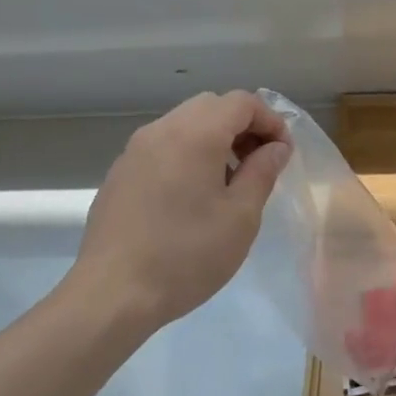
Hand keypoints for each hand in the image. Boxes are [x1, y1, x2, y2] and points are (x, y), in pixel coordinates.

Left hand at [68, 91, 290, 337]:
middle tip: (259, 163)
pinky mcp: (120, 174)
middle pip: (211, 106)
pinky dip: (188, 154)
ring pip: (184, 124)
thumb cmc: (186, 254)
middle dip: (242, 126)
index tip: (283, 153)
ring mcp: (134, 150)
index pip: (242, 102)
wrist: (113, 293)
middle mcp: (161, 130)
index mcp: (195, 134)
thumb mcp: (240, 217)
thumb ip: (262, 172)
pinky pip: (162, 146)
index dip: (270, 120)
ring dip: (214, 139)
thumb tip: (275, 147)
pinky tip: (192, 197)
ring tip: (229, 182)